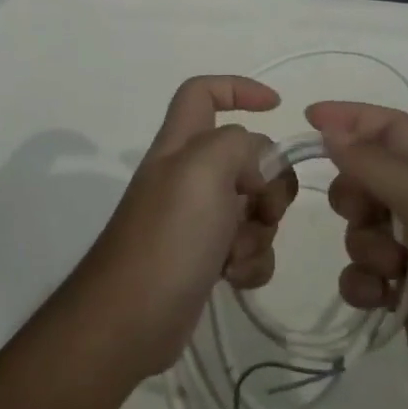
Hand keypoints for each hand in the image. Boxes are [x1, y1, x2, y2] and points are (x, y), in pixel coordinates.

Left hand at [73, 77, 297, 379]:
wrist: (130, 321)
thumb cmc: (167, 237)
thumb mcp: (204, 170)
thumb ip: (242, 147)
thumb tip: (260, 169)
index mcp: (181, 145)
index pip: (203, 92)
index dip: (239, 88)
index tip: (277, 107)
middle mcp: (189, 177)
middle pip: (248, 158)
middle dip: (269, 182)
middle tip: (261, 206)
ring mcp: (198, 220)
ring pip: (255, 207)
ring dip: (260, 231)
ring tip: (234, 254)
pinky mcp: (206, 259)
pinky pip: (250, 248)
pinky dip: (252, 262)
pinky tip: (234, 278)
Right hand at [309, 101, 407, 408]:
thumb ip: (376, 165)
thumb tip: (331, 130)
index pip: (388, 127)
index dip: (351, 117)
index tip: (308, 121)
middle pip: (365, 177)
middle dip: (350, 192)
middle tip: (361, 213)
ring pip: (360, 230)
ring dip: (361, 245)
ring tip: (390, 269)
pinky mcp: (407, 295)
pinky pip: (362, 276)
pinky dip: (362, 284)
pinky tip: (381, 299)